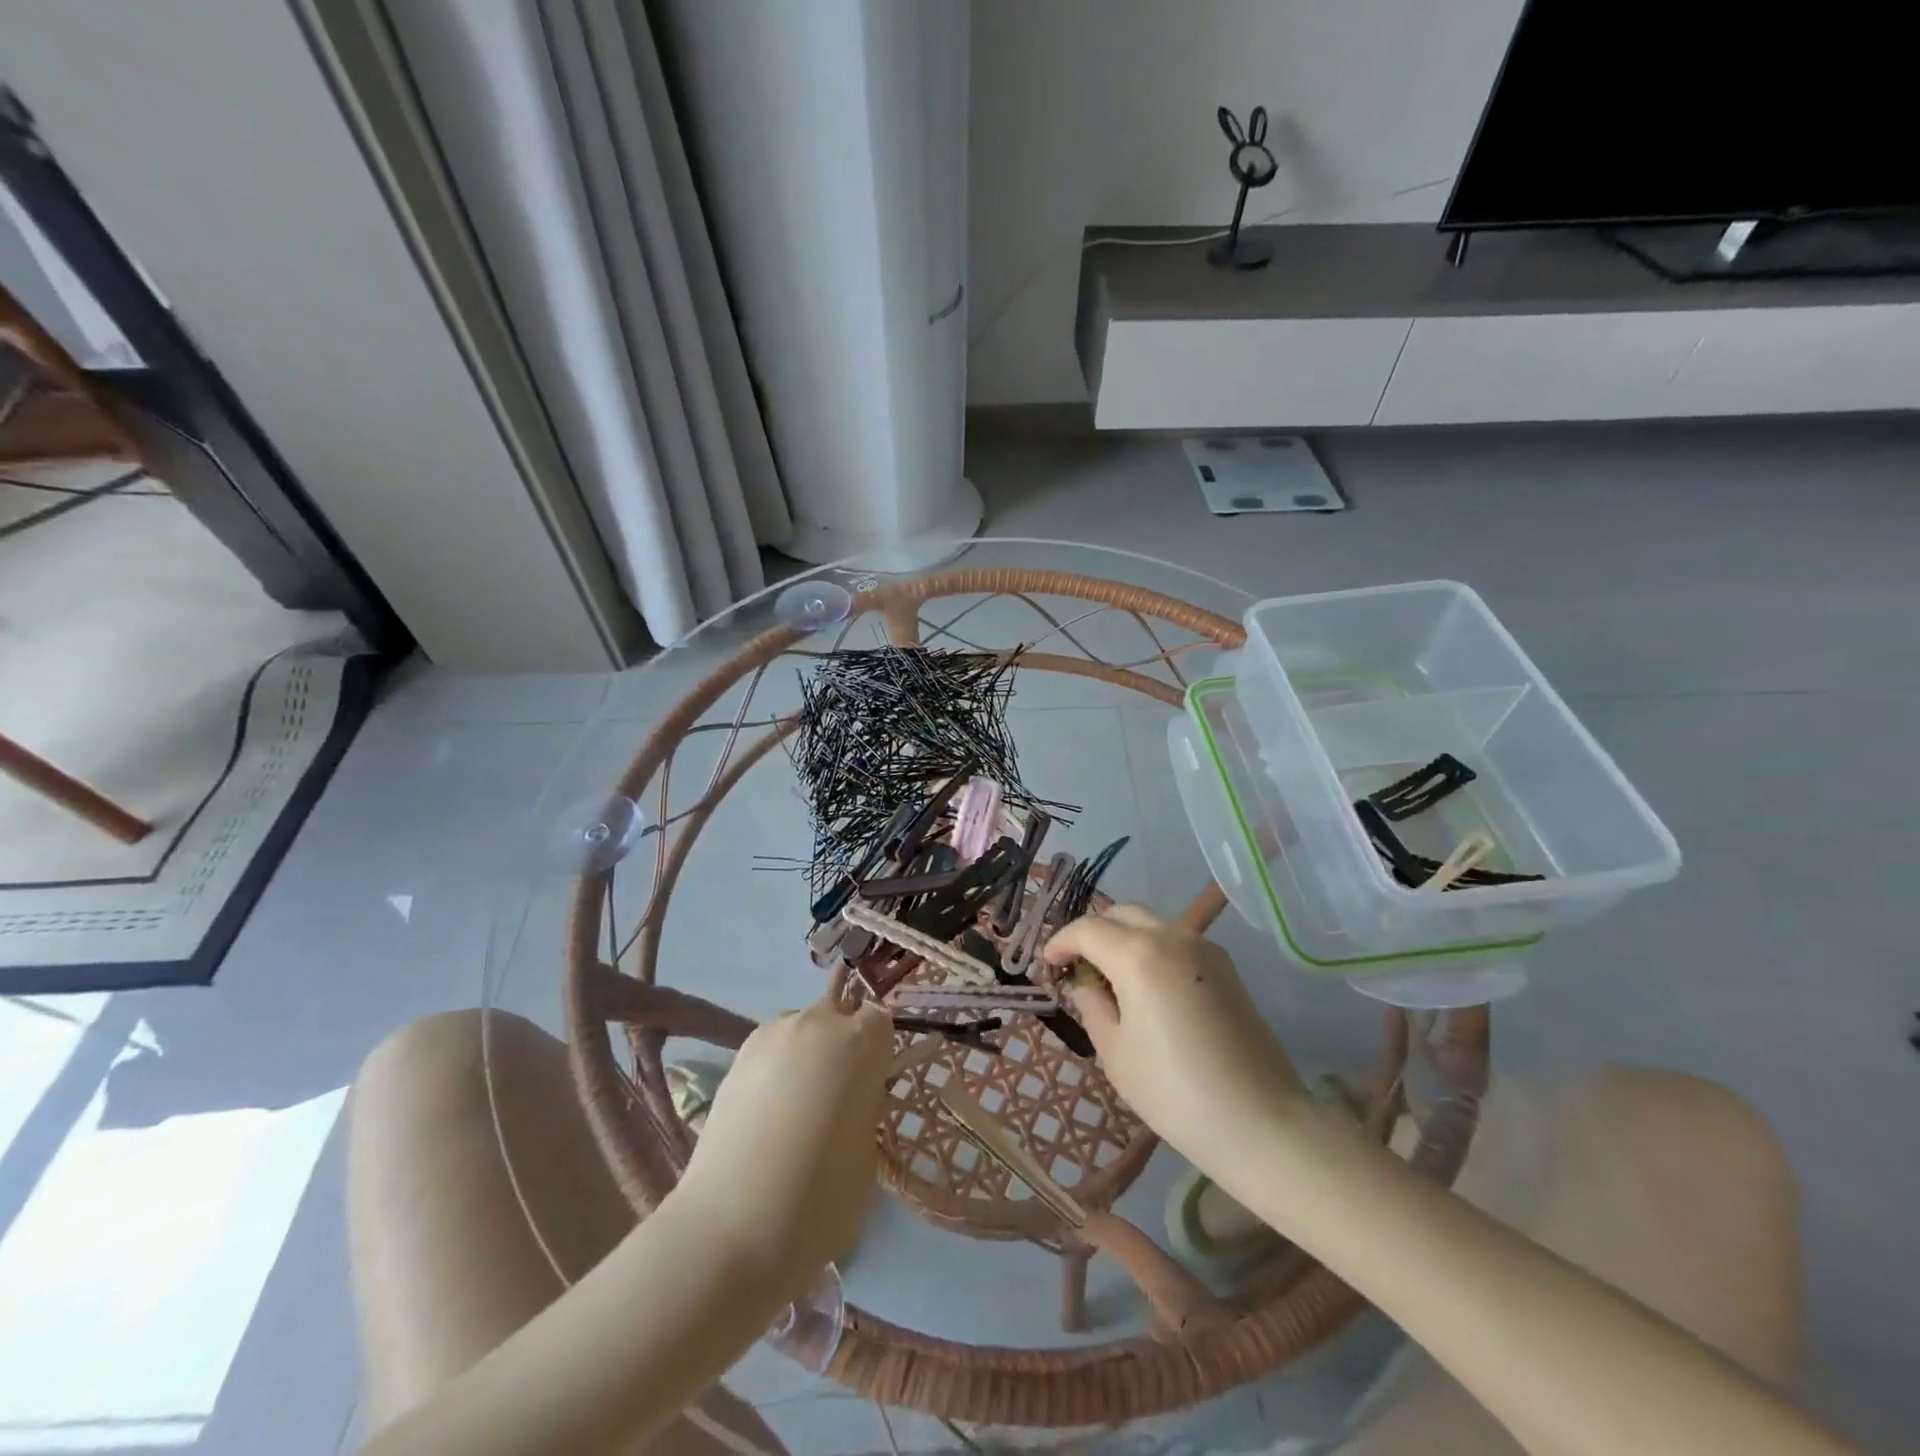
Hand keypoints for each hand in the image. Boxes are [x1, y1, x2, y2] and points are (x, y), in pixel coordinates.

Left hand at [677, 998, 892, 1293]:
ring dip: (806, 1056)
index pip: (879, 1020)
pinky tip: (766, 1115)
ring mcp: (770, 1036)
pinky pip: (770, 1051)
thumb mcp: (867, 1154)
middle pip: (838, 1017)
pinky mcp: (735, 1058)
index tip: (871, 1088)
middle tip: (834, 1100)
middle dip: (841, 1048)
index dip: (877, 1053)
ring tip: (794, 1110)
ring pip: (801, 1030)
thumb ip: (864, 1108)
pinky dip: (775, 1071)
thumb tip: (851, 1102)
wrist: (730, 1230)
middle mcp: (816, 1024)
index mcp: (859, 1042)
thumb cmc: (819, 1198)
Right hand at [1042, 905, 1307, 1176]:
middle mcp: (1172, 936)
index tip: (1047, 964)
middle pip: (1121, 914)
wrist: (1260, 1122)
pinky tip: (1146, 987)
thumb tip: (1085, 983)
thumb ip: (1092, 1005)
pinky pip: (1176, 942)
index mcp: (1138, 954)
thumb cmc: (1175, 1092)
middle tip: (1077, 966)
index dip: (1060, 942)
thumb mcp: (1115, 1052)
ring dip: (1123, 938)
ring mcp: (1204, 948)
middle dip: (1093, 932)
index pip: (1087, 929)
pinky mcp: (1226, 967)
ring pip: (1151, 924)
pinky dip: (1151, 949)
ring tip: (1110, 977)